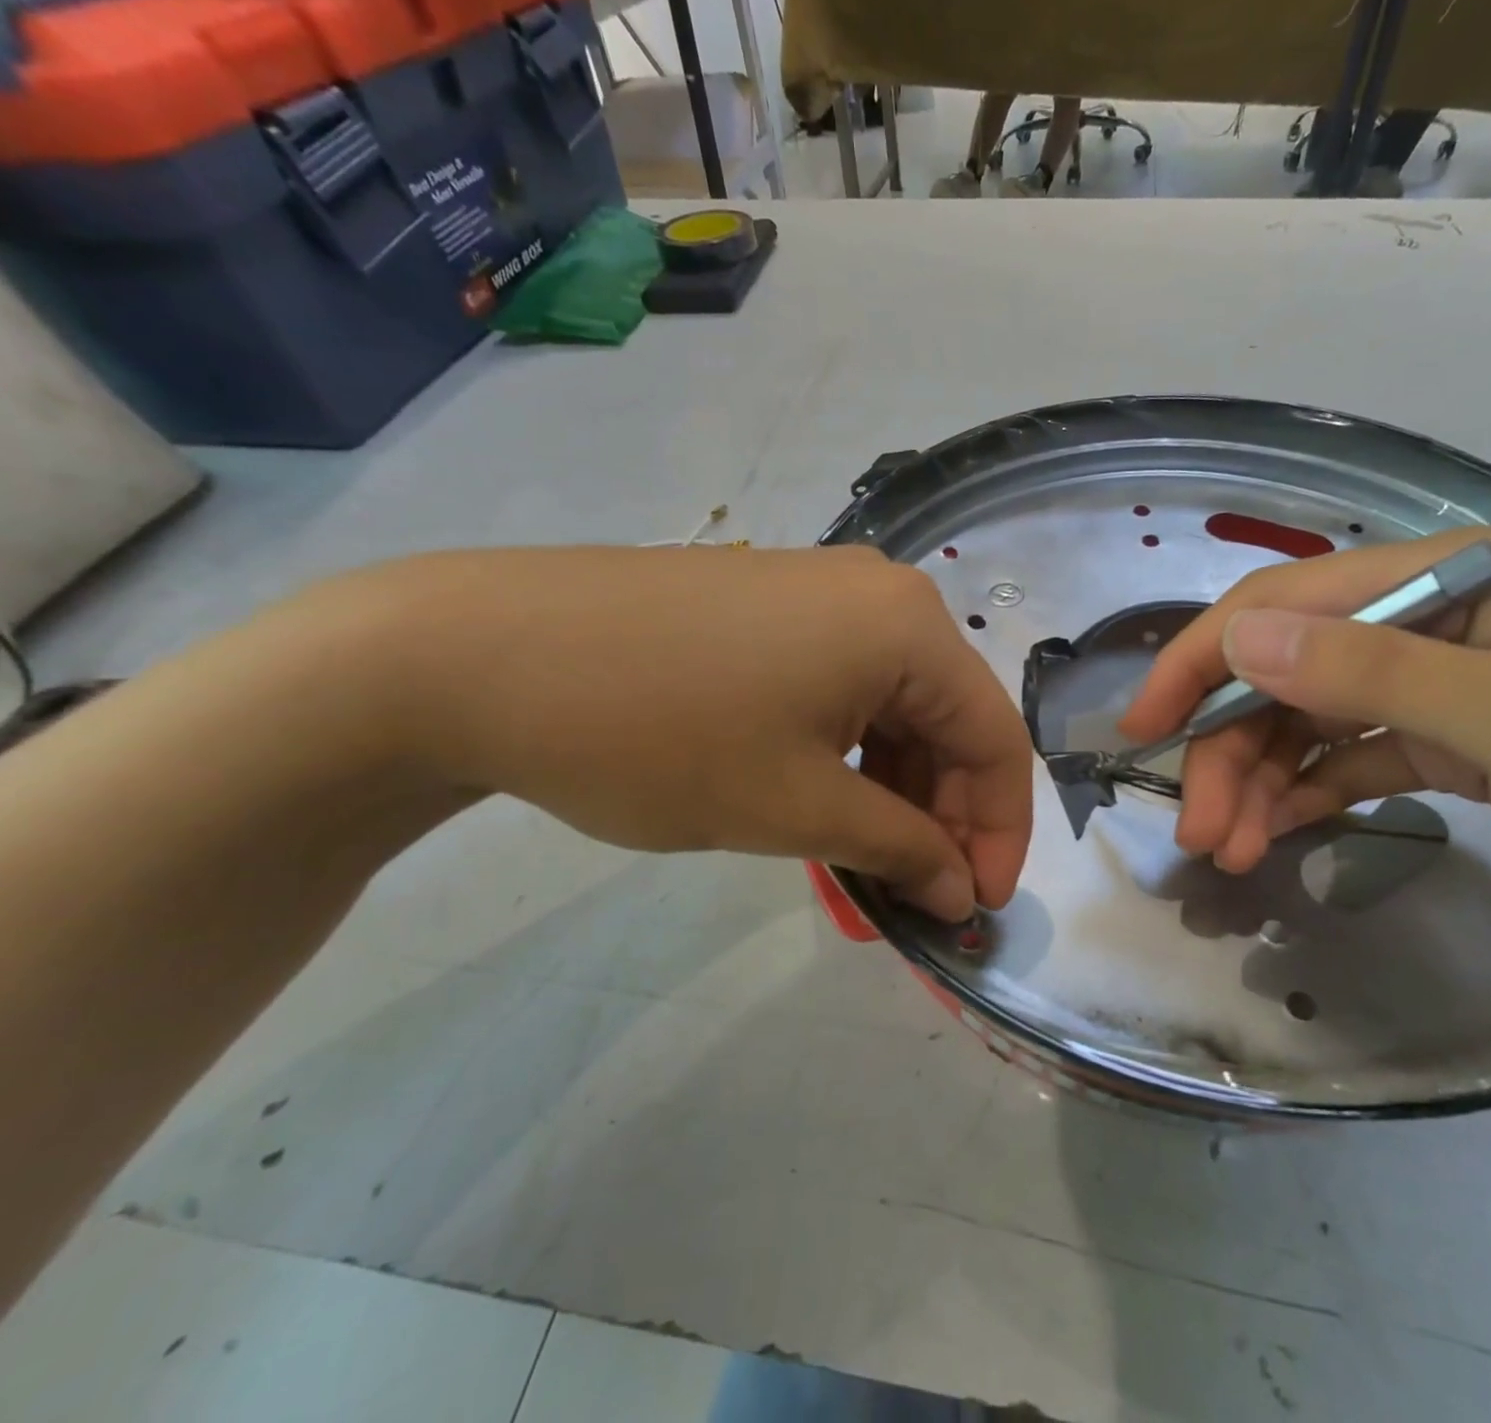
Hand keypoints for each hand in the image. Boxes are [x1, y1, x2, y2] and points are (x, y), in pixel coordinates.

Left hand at [341, 545, 1031, 919]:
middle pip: (949, 718)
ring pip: (896, 706)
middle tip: (916, 894)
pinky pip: (846, 686)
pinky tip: (824, 798)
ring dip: (896, 788)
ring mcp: (823, 592)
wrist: (479, 654)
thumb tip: (963, 891)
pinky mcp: (773, 605)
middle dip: (945, 814)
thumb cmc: (659, 735)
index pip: (996, 738)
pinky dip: (852, 752)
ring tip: (865, 858)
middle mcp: (882, 594)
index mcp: (909, 626)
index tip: (978, 909)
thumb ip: (900, 849)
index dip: (1000, 833)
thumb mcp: (797, 807)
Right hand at [1119, 529, 1490, 927]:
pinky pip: (1354, 761)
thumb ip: (1370, 672)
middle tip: (1200, 831)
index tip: (1144, 728)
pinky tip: (1277, 833)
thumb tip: (1237, 636)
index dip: (1201, 660)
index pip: (1282, 605)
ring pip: (1312, 723)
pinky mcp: (1455, 743)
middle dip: (1230, 750)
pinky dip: (1310, 795)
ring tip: (1232, 851)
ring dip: (1262, 782)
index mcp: (1439, 579)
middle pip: (1286, 675)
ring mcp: (1438, 685)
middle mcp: (1423, 622)